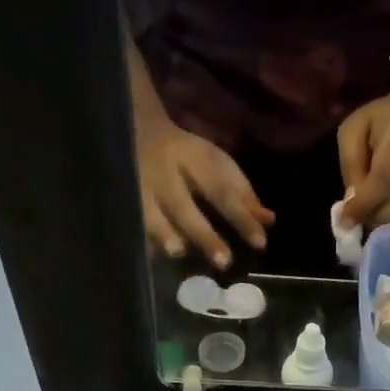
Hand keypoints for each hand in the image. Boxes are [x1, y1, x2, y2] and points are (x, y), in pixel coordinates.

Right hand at [136, 118, 272, 267]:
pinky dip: (143, 240)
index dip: (240, 217)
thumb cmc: (185, 155)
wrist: (134, 128)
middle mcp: (164, 172)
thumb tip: (268, 222)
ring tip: (178, 252)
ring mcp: (136, 186)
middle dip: (204, 235)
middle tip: (224, 262)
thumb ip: (241, 193)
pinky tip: (153, 255)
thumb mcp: (215, 163)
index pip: (221, 190)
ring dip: (164, 234)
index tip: (260, 243)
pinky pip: (131, 223)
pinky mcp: (120, 199)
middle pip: (184, 207)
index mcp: (193, 158)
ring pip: (149, 214)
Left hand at [337, 76, 389, 230]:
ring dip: (389, 228)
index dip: (363, 204)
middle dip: (379, 220)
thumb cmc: (380, 121)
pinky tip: (383, 224)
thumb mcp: (354, 130)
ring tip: (370, 222)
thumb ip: (351, 164)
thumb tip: (352, 204)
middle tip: (360, 223)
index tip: (345, 222)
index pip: (383, 178)